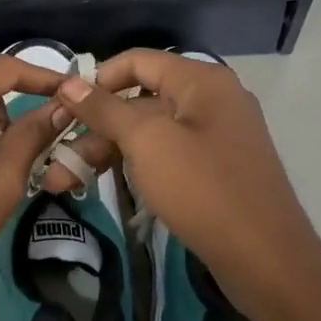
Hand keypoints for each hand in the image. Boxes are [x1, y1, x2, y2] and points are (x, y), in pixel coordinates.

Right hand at [49, 50, 320, 320]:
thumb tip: (69, 82)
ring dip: (106, 153)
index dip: (97, 80)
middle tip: (54, 159)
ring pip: (149, 134)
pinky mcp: (215, 170)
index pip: (138, 61)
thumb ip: (105, 109)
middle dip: (94, 130)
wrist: (265, 258)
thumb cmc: (202, 188)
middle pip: (139, 102)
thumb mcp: (147, 142)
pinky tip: (101, 185)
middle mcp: (211, 100)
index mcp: (201, 81)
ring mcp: (215, 137)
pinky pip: (166, 156)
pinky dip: (134, 166)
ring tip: (62, 182)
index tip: (64, 107)